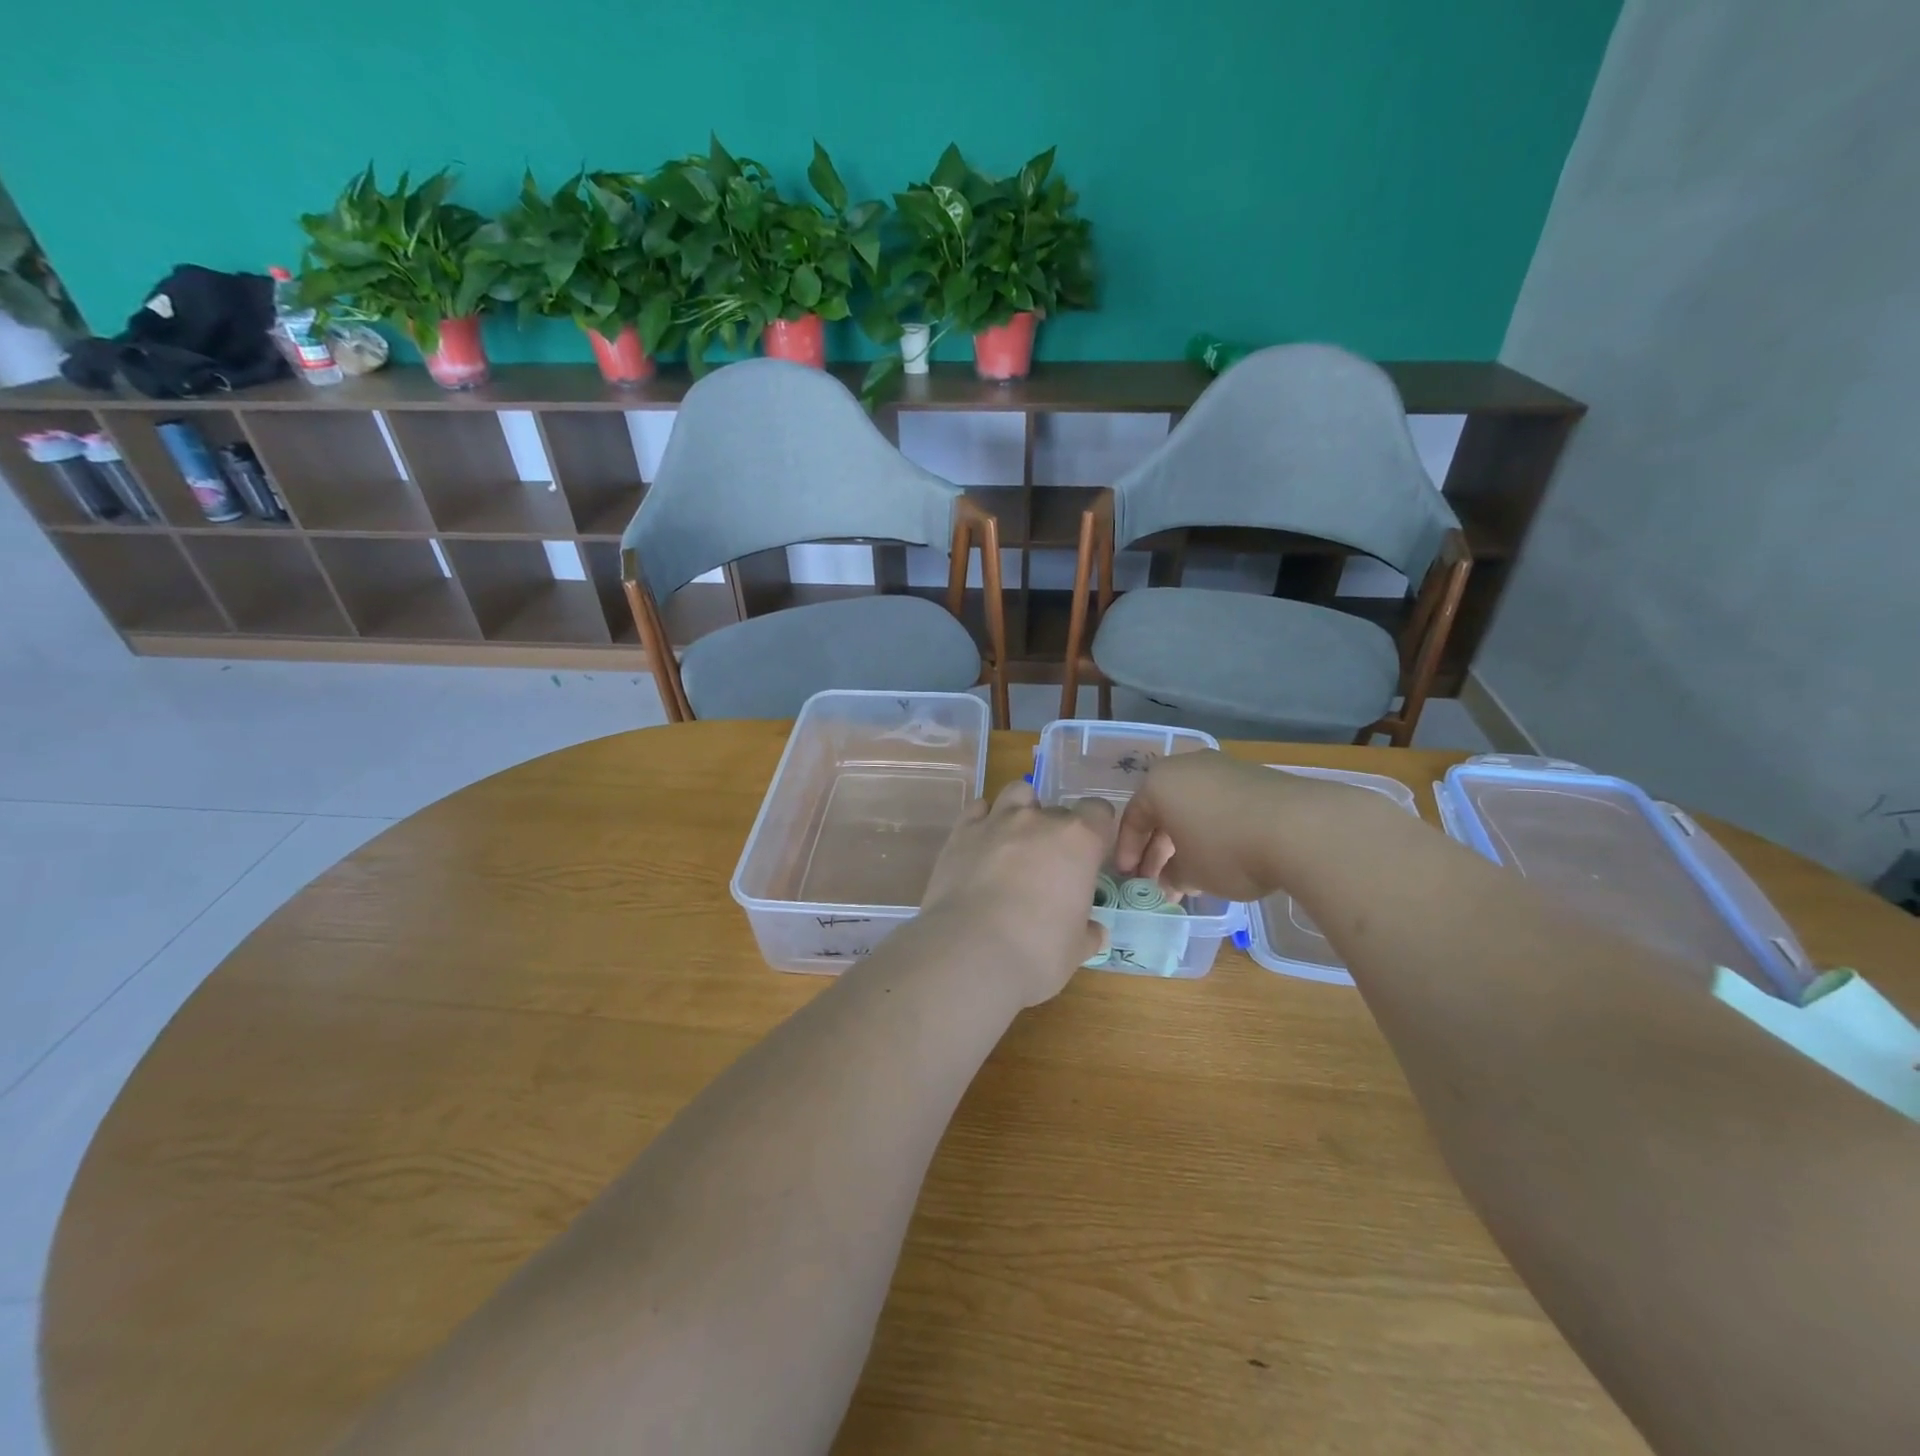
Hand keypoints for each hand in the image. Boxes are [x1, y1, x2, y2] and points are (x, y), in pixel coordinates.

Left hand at [919, 781, 1114, 1006]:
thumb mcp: (1076, 948)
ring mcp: (997, 821)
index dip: (1096, 831)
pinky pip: (978, 808)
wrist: (970, 952)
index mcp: (1078, 841)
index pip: (1098, 812)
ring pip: (1017, 793)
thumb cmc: (1038, 952)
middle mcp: (1039, 821)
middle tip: (1050, 867)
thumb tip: (1094, 932)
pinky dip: (985, 819)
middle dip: (1057, 832)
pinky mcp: (961, 832)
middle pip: (1058, 811)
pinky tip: (984, 843)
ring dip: (1022, 810)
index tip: (1090, 856)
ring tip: (1017, 842)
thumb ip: (1087, 932)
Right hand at [1114, 751, 1369, 901]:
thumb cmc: (1227, 849)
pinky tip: (1223, 856)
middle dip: (1158, 848)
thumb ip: (1172, 876)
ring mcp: (1224, 768)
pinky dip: (1214, 829)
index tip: (1130, 877)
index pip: (1133, 817)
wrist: (1302, 829)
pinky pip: (1221, 805)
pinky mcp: (1256, 777)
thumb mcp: (1191, 873)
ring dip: (1187, 840)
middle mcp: (1187, 767)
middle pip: (1163, 810)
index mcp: (1159, 783)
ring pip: (1193, 807)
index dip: (1128, 851)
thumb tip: (1169, 881)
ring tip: (1191, 874)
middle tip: (1157, 880)